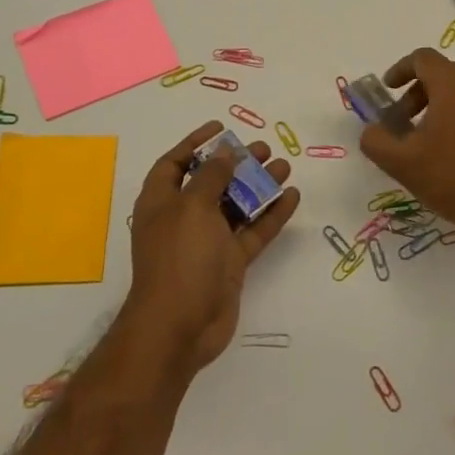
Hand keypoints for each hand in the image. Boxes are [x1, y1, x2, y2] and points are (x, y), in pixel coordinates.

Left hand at [121, 121, 300, 376]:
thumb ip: (211, 176)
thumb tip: (224, 153)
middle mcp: (183, 218)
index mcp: (161, 202)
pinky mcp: (229, 263)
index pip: (175, 163)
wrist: (180, 326)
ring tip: (285, 167)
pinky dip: (271, 216)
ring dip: (259, 186)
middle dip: (236, 163)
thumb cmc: (179, 257)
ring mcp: (208, 242)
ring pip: (236, 206)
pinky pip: (253, 232)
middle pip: (211, 182)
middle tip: (264, 148)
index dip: (195, 143)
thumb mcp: (192, 207)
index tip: (221, 128)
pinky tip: (292, 197)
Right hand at [358, 48, 454, 246]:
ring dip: (439, 105)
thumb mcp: (401, 162)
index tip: (387, 89)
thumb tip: (371, 131)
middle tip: (402, 121)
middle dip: (417, 93)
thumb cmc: (450, 178)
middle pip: (443, 74)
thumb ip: (375, 140)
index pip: (422, 58)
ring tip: (425, 138)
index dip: (400, 70)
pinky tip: (452, 150)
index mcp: (454, 84)